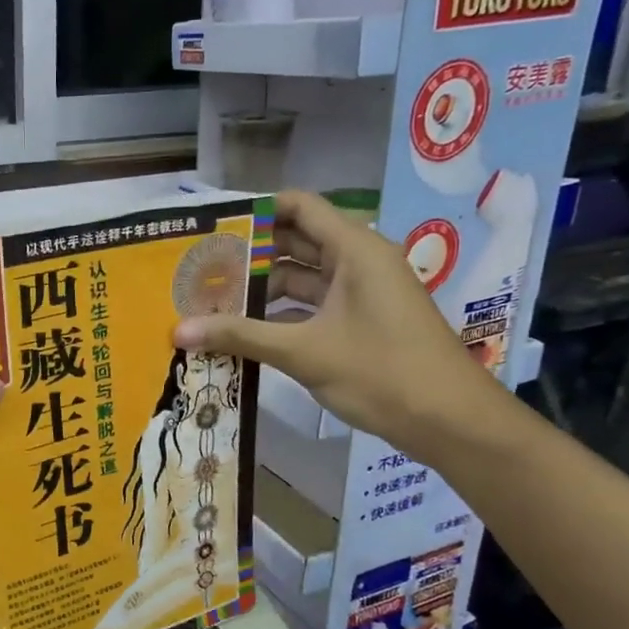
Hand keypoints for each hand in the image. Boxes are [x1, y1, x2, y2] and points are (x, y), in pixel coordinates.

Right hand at [172, 190, 503, 461]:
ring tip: (211, 301)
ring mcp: (361, 293)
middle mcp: (358, 262)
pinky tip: (243, 331)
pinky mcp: (359, 322)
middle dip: (248, 255)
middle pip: (294, 241)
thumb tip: (178, 329)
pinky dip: (280, 314)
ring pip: (301, 278)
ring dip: (260, 289)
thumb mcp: (304, 351)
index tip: (211, 228)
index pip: (298, 207)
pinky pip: (312, 306)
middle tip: (199, 268)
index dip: (255, 211)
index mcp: (354, 250)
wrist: (450, 422)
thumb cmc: (382, 372)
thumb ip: (240, 335)